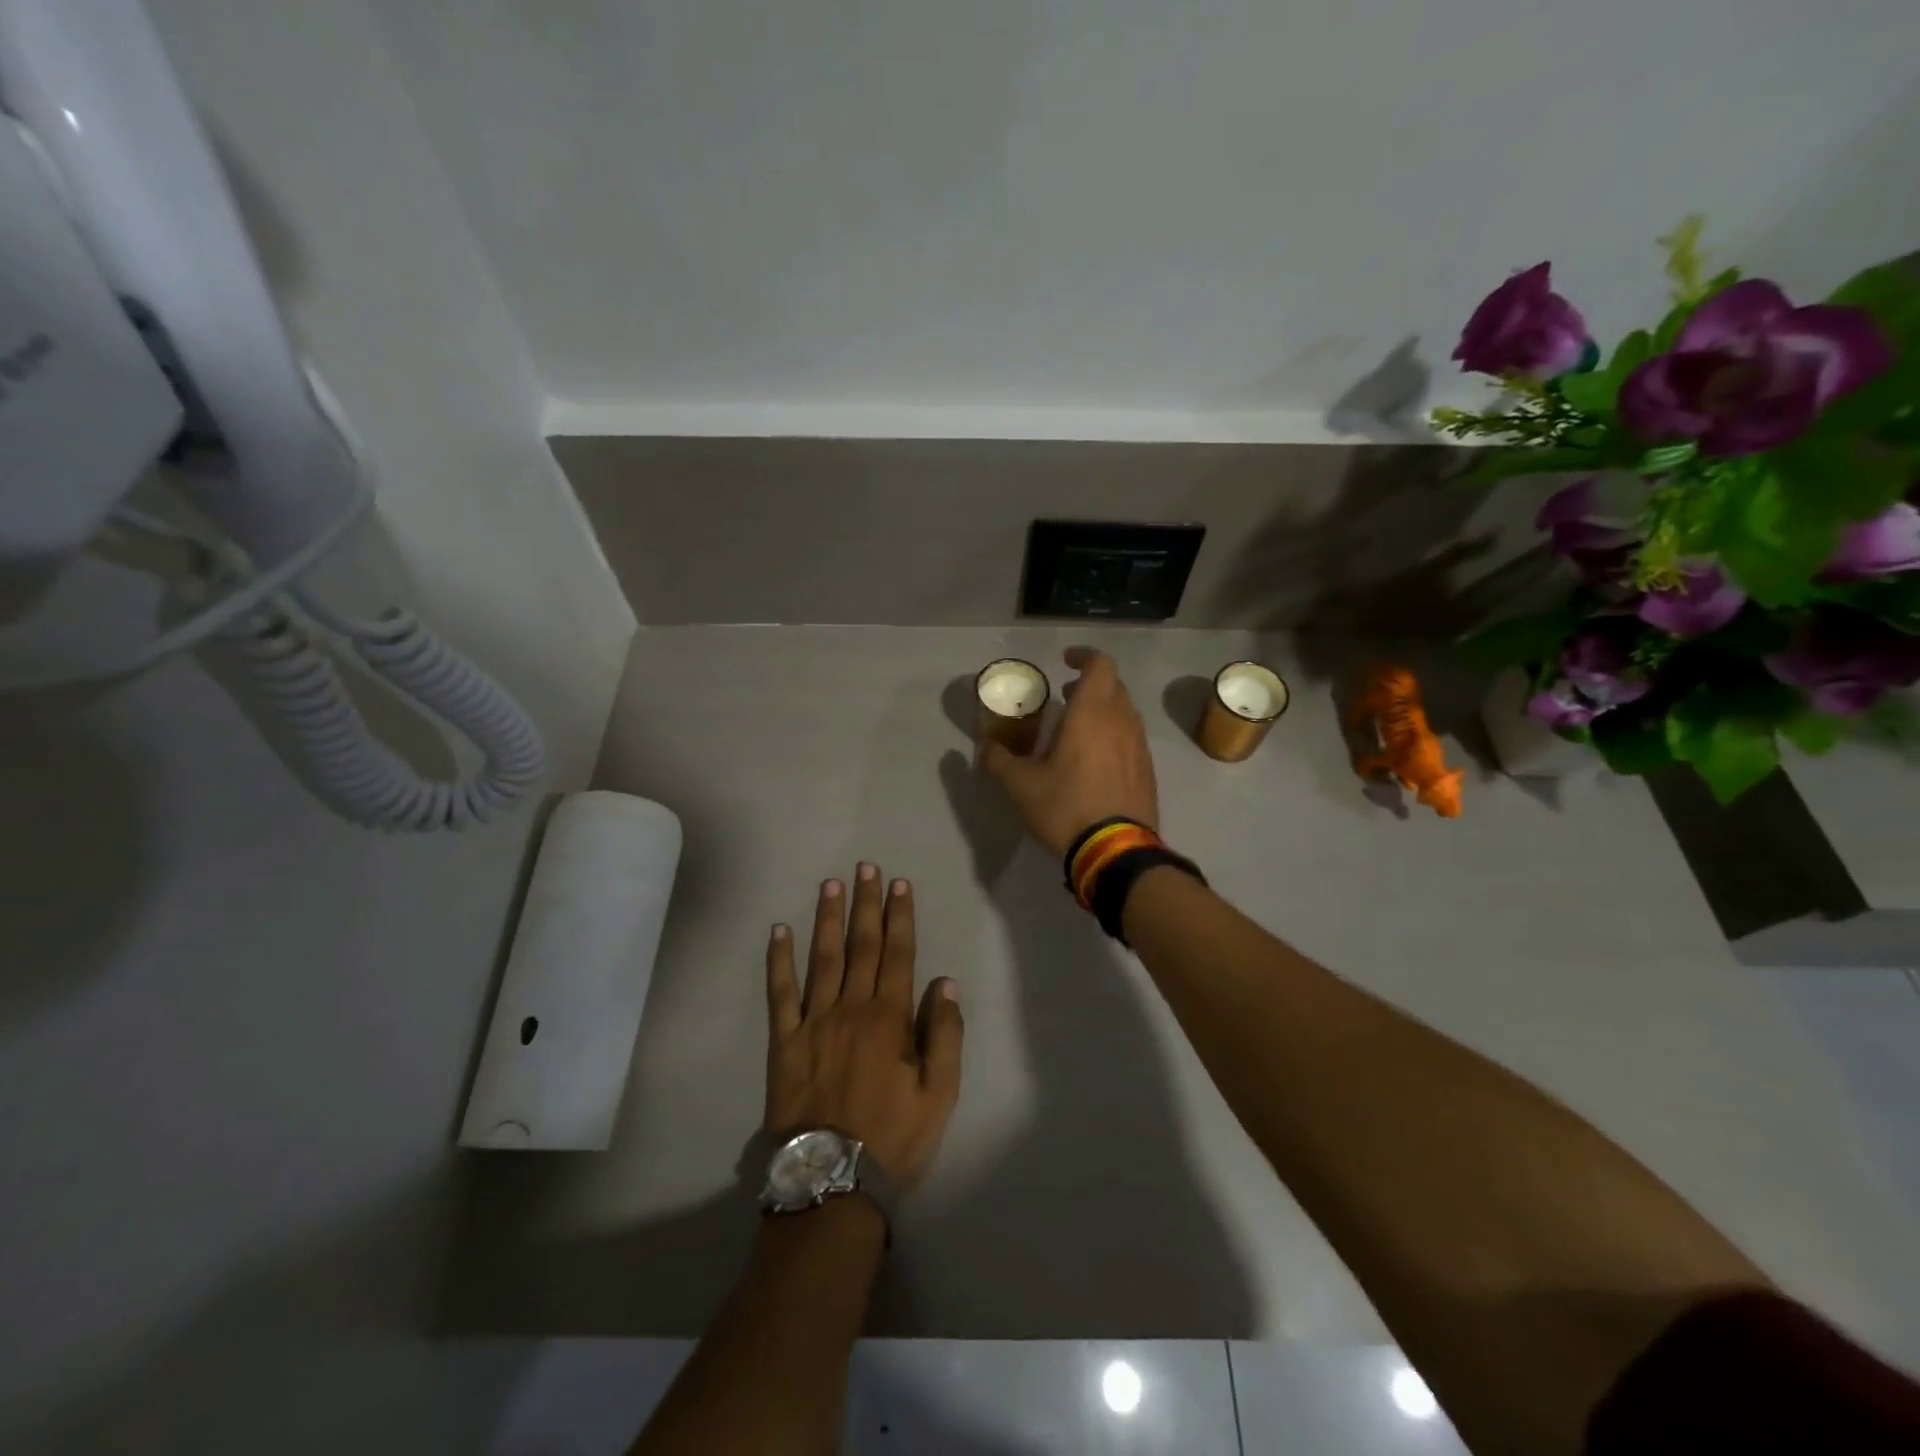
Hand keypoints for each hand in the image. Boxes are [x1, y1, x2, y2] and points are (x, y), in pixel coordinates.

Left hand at [764, 863, 963, 1191]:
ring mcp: (814, 1022)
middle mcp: (852, 1008)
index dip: (900, 916)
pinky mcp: (784, 1042)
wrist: (832, 1180)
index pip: (898, 954)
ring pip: (822, 958)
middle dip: (866, 904)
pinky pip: (780, 993)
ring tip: (831, 884)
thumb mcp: (939, 1095)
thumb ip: (945, 1036)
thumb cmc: (893, 1138)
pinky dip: (779, 961)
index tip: (899, 884)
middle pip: (861, 945)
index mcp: (890, 1018)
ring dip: (827, 918)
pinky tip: (779, 932)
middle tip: (866, 867)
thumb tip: (946, 983)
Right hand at [978, 647, 1159, 859]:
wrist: (1116, 852)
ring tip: (1076, 728)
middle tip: (1064, 696)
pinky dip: (1113, 734)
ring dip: (1102, 710)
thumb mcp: (1021, 786)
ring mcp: (1139, 746)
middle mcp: (1122, 721)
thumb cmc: (1066, 808)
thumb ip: (998, 760)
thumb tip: (983, 747)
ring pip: (1124, 712)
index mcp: (1092, 713)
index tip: (1064, 661)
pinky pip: (1131, 738)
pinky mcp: (1147, 771)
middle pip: (1113, 686)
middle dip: (1089, 684)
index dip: (1083, 656)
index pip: (1099, 665)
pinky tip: (1094, 760)